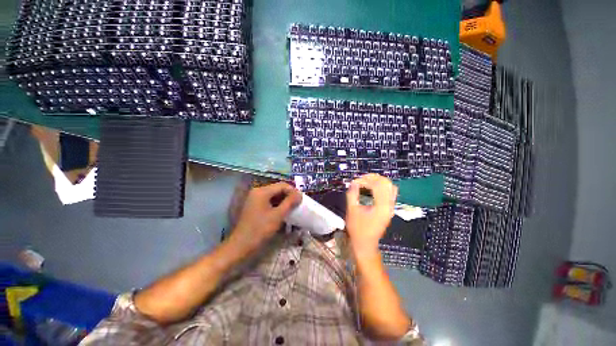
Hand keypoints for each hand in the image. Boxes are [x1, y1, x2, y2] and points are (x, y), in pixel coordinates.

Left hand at [228, 182, 301, 253]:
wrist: (241, 246)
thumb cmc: (260, 230)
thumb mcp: (278, 215)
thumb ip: (290, 203)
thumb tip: (300, 194)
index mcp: (262, 191)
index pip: (282, 185)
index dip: (293, 191)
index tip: (301, 200)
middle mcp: (257, 192)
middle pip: (277, 189)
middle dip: (288, 196)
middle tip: (298, 205)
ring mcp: (255, 199)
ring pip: (274, 196)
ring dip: (283, 201)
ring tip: (292, 209)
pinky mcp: (254, 206)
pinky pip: (269, 202)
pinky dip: (277, 205)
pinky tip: (282, 213)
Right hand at [346, 174, 397, 253]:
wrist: (365, 243)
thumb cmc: (357, 229)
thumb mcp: (352, 210)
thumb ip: (352, 194)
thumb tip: (354, 182)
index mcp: (381, 206)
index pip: (377, 185)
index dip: (365, 180)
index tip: (355, 182)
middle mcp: (389, 205)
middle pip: (386, 183)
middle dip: (373, 178)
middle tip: (361, 179)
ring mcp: (390, 207)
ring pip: (389, 187)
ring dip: (378, 181)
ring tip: (366, 181)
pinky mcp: (388, 209)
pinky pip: (389, 192)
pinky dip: (381, 187)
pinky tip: (372, 188)